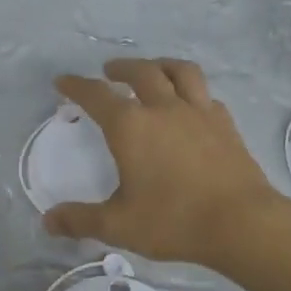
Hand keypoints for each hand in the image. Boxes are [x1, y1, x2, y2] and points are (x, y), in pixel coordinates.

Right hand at [44, 58, 286, 267]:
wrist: (241, 222)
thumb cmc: (174, 221)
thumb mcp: (119, 225)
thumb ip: (81, 220)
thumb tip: (48, 221)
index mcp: (131, 127)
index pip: (96, 96)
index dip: (76, 86)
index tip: (63, 81)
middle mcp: (163, 108)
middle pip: (141, 72)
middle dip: (121, 68)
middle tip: (110, 71)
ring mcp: (199, 112)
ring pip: (180, 72)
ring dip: (161, 65)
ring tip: (153, 70)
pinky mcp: (225, 124)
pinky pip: (206, 95)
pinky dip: (192, 92)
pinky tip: (191, 104)